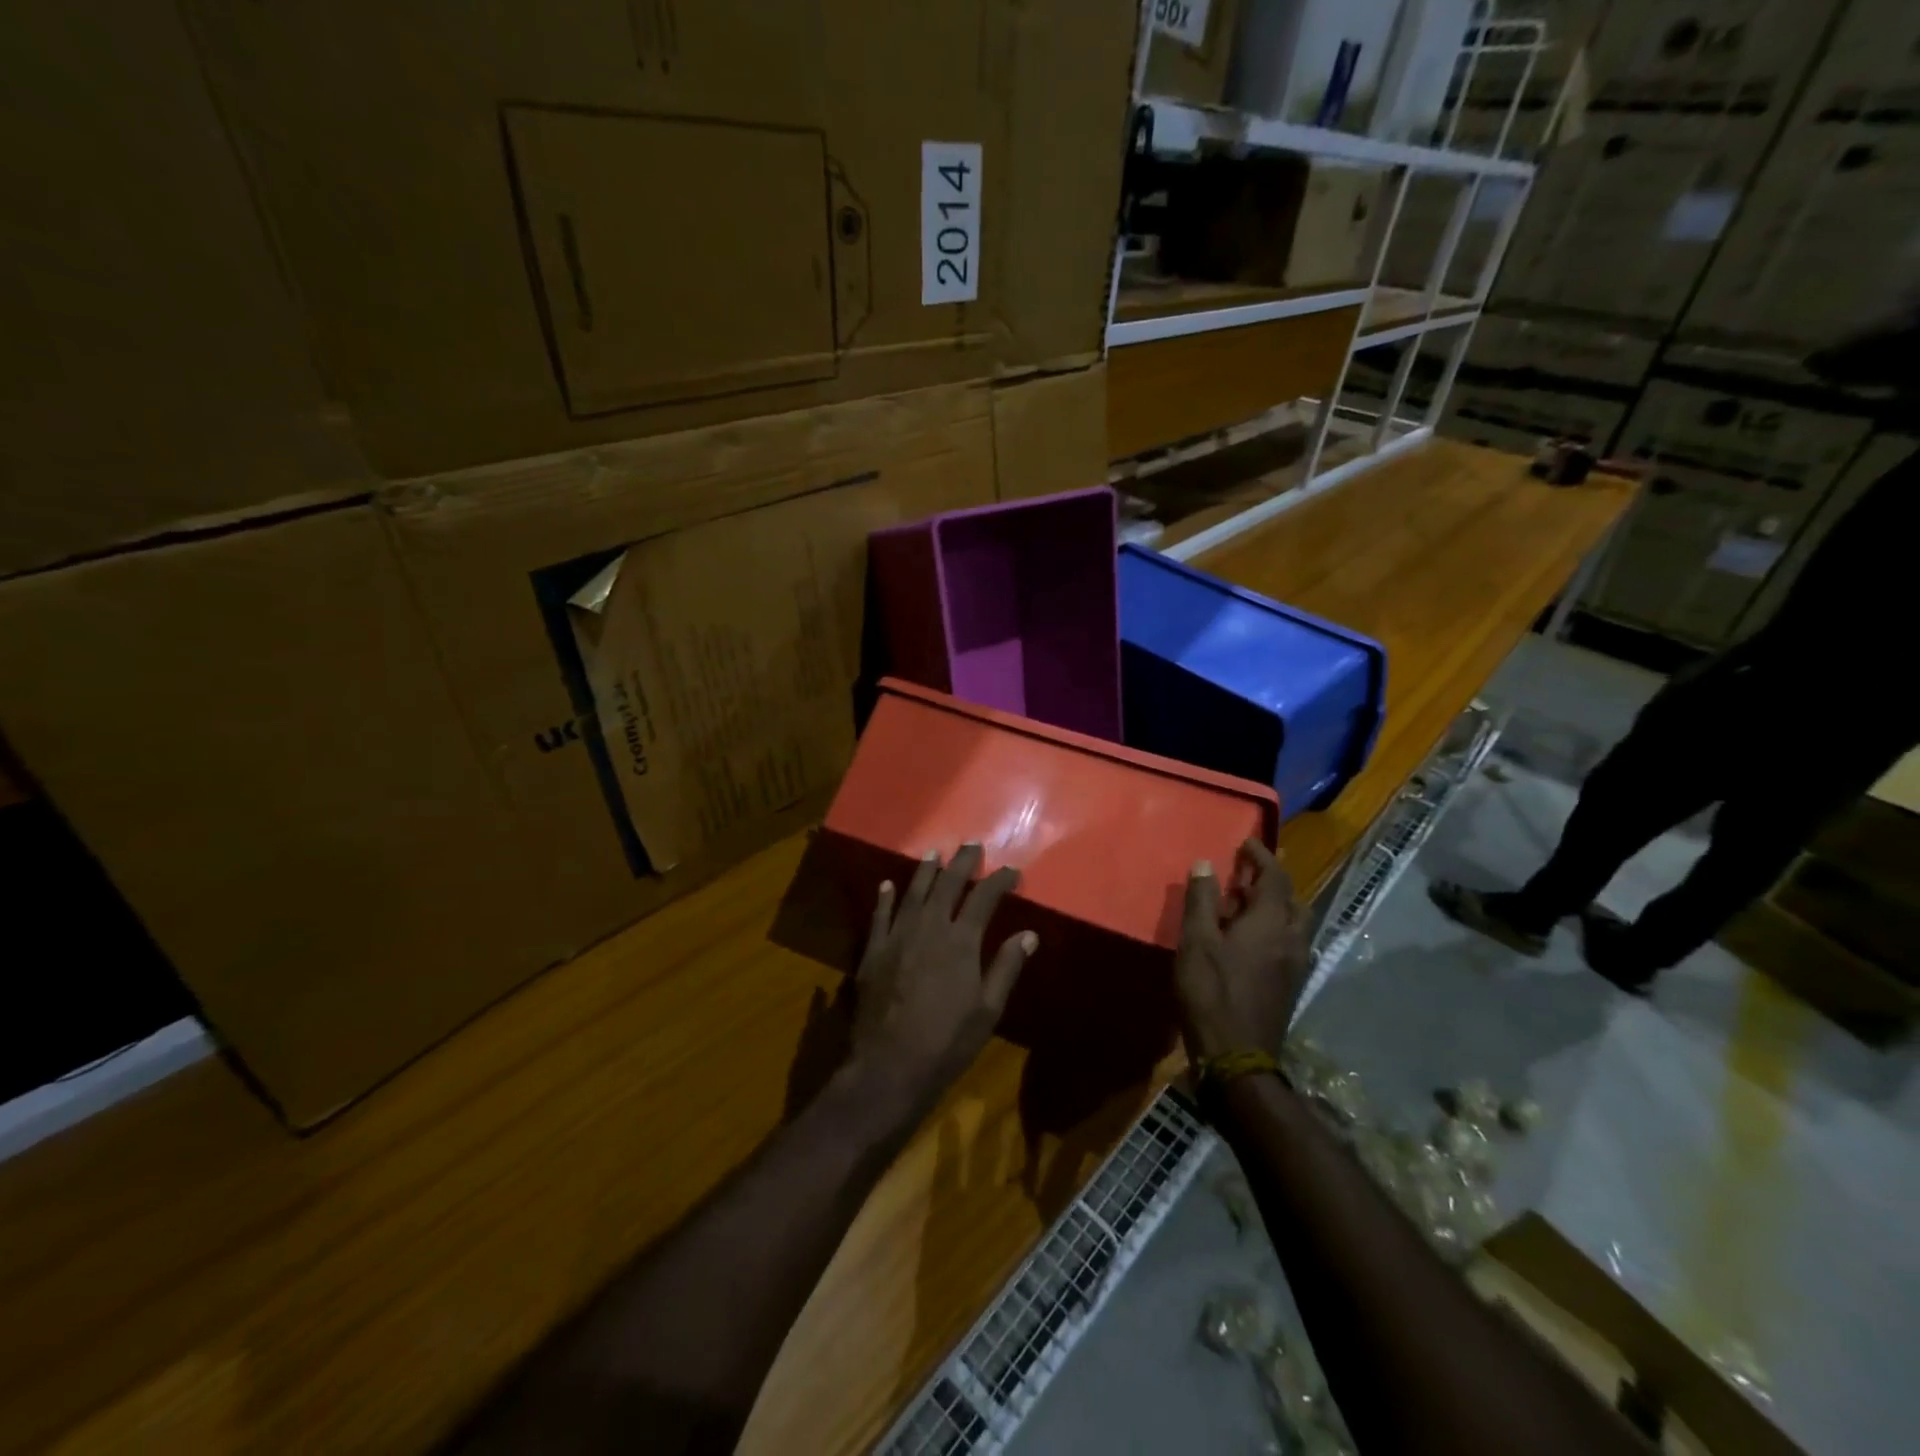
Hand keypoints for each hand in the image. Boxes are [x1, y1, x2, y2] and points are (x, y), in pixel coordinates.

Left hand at [849, 843, 1035, 1106]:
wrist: (890, 1064)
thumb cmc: (948, 1041)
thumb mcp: (988, 1009)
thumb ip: (1006, 967)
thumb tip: (1028, 934)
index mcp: (961, 941)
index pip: (984, 897)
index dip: (1000, 881)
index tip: (1013, 871)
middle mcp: (929, 927)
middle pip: (947, 884)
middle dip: (962, 863)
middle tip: (972, 845)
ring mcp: (898, 936)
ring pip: (913, 892)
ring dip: (925, 871)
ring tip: (934, 853)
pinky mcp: (873, 951)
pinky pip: (880, 915)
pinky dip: (885, 898)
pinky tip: (887, 884)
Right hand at [1175, 839, 1309, 1060]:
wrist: (1238, 1057)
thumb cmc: (1211, 993)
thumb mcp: (1196, 942)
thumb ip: (1201, 900)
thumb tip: (1205, 863)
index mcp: (1270, 923)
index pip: (1275, 877)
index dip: (1262, 856)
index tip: (1246, 842)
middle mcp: (1292, 939)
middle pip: (1292, 899)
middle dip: (1273, 880)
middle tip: (1246, 873)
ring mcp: (1296, 965)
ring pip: (1295, 922)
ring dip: (1276, 905)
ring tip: (1246, 903)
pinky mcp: (1291, 985)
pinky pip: (1290, 942)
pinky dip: (1275, 927)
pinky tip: (1251, 939)